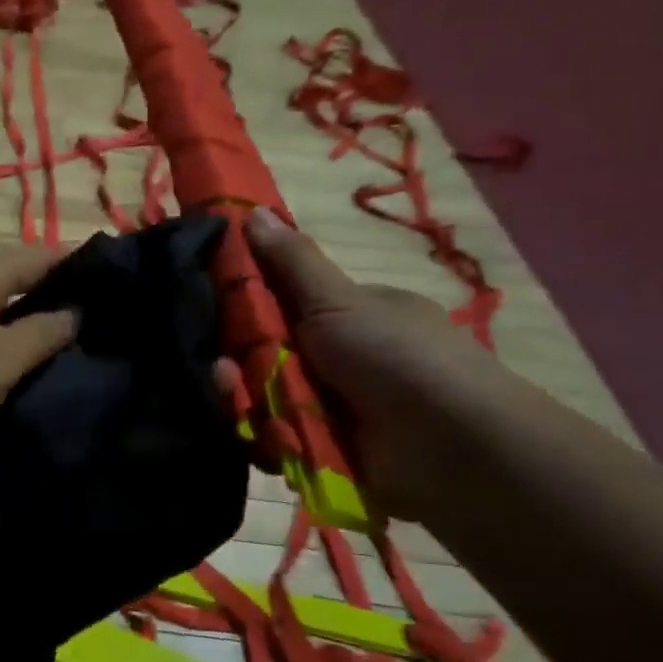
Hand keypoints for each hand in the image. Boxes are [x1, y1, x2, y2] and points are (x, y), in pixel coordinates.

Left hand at [0, 245, 77, 467]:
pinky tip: (3, 371)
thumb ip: (43, 333)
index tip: (118, 290)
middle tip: (94, 329)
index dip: (81, 267)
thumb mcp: (0, 359)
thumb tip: (75, 312)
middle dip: (52, 298)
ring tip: (57, 353)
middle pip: (14, 277)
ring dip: (19, 324)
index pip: (43, 254)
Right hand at [245, 208, 515, 520]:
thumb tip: (251, 209)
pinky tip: (255, 428)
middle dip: (239, 360)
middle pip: (266, 355)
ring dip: (243, 396)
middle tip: (222, 365)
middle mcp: (341, 360)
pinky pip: (272, 439)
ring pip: (263, 398)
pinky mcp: (322, 452)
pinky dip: (261, 434)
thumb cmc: (394, 355)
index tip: (215, 306)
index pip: (284, 304)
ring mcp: (332, 408)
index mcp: (352, 316)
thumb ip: (291, 261)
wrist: (447, 447)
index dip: (247, 305)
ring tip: (234, 394)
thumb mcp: (339, 299)